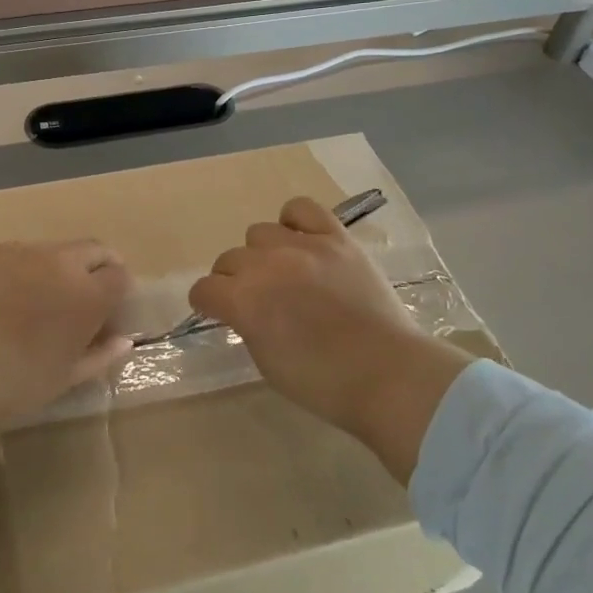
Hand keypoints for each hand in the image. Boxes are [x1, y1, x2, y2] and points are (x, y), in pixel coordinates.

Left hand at [0, 241, 132, 458]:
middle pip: (94, 250)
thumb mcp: (69, 376)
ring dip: (60, 266)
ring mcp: (23, 251)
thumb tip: (123, 340)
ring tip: (42, 296)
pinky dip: (25, 268)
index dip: (119, 291)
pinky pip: (20, 253)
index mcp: (88, 294)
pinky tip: (8, 296)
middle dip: (99, 267)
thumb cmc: (20, 381)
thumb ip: (102, 354)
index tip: (109, 309)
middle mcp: (61, 262)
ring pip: (56, 249)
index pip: (120, 276)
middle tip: (87, 294)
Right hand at [187, 197, 476, 481]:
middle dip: (234, 281)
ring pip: (259, 232)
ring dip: (262, 254)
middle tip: (257, 300)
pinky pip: (302, 209)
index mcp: (244, 302)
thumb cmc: (323, 383)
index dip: (208, 303)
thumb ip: (247, 325)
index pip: (204, 289)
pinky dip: (294, 221)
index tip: (218, 312)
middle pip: (229, 259)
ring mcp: (303, 247)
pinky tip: (301, 241)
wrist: (388, 375)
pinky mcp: (336, 238)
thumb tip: (244, 309)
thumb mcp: (266, 363)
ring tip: (283, 273)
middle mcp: (266, 266)